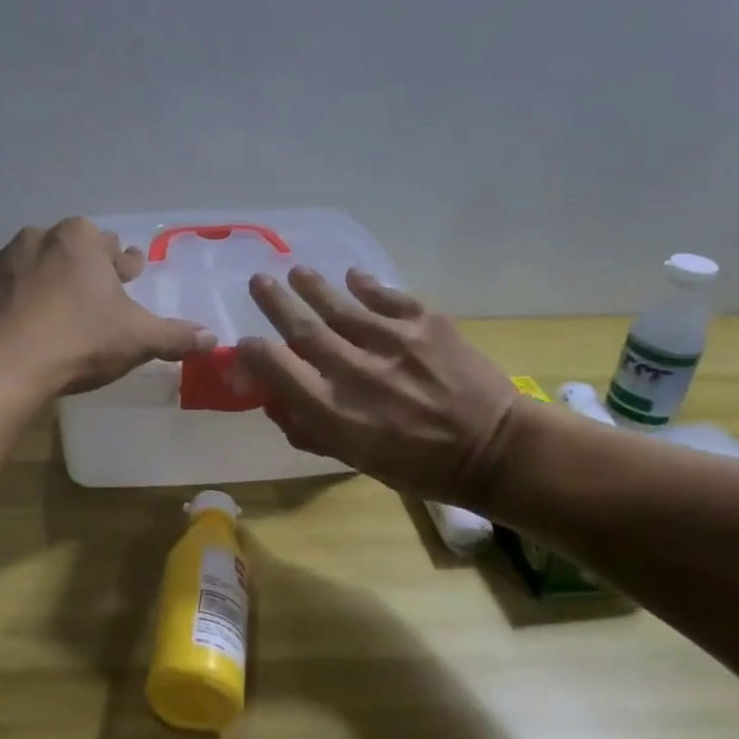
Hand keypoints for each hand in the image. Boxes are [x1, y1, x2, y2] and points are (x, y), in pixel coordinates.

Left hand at [0, 218, 214, 394]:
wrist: (2, 363)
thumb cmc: (79, 339)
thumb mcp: (137, 339)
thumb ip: (175, 336)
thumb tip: (213, 339)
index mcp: (80, 239)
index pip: (113, 248)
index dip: (125, 265)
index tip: (130, 275)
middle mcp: (39, 239)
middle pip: (71, 251)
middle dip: (85, 268)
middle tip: (95, 294)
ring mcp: (1, 263)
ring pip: (33, 267)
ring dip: (46, 282)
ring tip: (56, 310)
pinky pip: (3, 292)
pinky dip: (14, 304)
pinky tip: (20, 326)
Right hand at [234, 267, 520, 502]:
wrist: (494, 449)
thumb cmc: (419, 465)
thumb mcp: (357, 460)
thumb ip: (312, 430)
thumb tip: (274, 402)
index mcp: (336, 412)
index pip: (278, 370)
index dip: (254, 353)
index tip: (244, 341)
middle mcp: (356, 371)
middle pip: (303, 329)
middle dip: (275, 302)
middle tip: (258, 281)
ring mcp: (392, 342)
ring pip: (340, 305)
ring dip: (313, 286)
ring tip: (297, 273)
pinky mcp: (426, 323)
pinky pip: (386, 296)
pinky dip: (366, 285)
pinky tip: (353, 277)